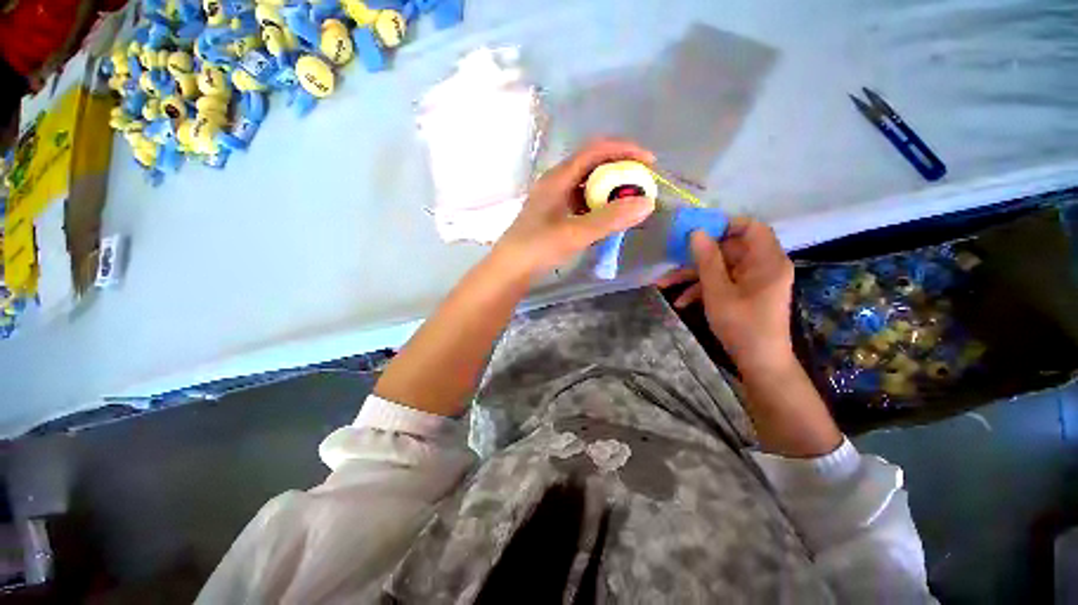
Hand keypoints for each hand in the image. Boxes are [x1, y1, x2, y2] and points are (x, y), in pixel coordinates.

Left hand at [496, 138, 656, 274]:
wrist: (509, 269)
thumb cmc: (538, 248)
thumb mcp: (575, 233)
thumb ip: (609, 219)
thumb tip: (647, 203)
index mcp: (558, 178)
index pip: (596, 150)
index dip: (625, 151)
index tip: (649, 163)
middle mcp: (555, 182)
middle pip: (592, 165)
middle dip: (619, 171)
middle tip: (640, 186)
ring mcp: (553, 199)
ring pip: (586, 185)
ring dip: (608, 190)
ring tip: (627, 203)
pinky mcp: (553, 214)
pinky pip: (580, 202)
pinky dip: (597, 205)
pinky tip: (605, 219)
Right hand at [657, 217, 795, 374]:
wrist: (759, 363)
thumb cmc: (742, 326)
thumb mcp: (718, 292)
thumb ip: (707, 261)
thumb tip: (696, 233)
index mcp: (766, 261)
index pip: (751, 227)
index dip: (724, 225)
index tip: (697, 231)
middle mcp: (763, 266)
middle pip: (728, 249)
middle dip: (697, 257)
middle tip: (672, 259)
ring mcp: (753, 281)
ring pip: (721, 267)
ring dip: (693, 275)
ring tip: (664, 285)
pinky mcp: (746, 293)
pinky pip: (723, 282)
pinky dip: (702, 289)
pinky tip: (681, 302)